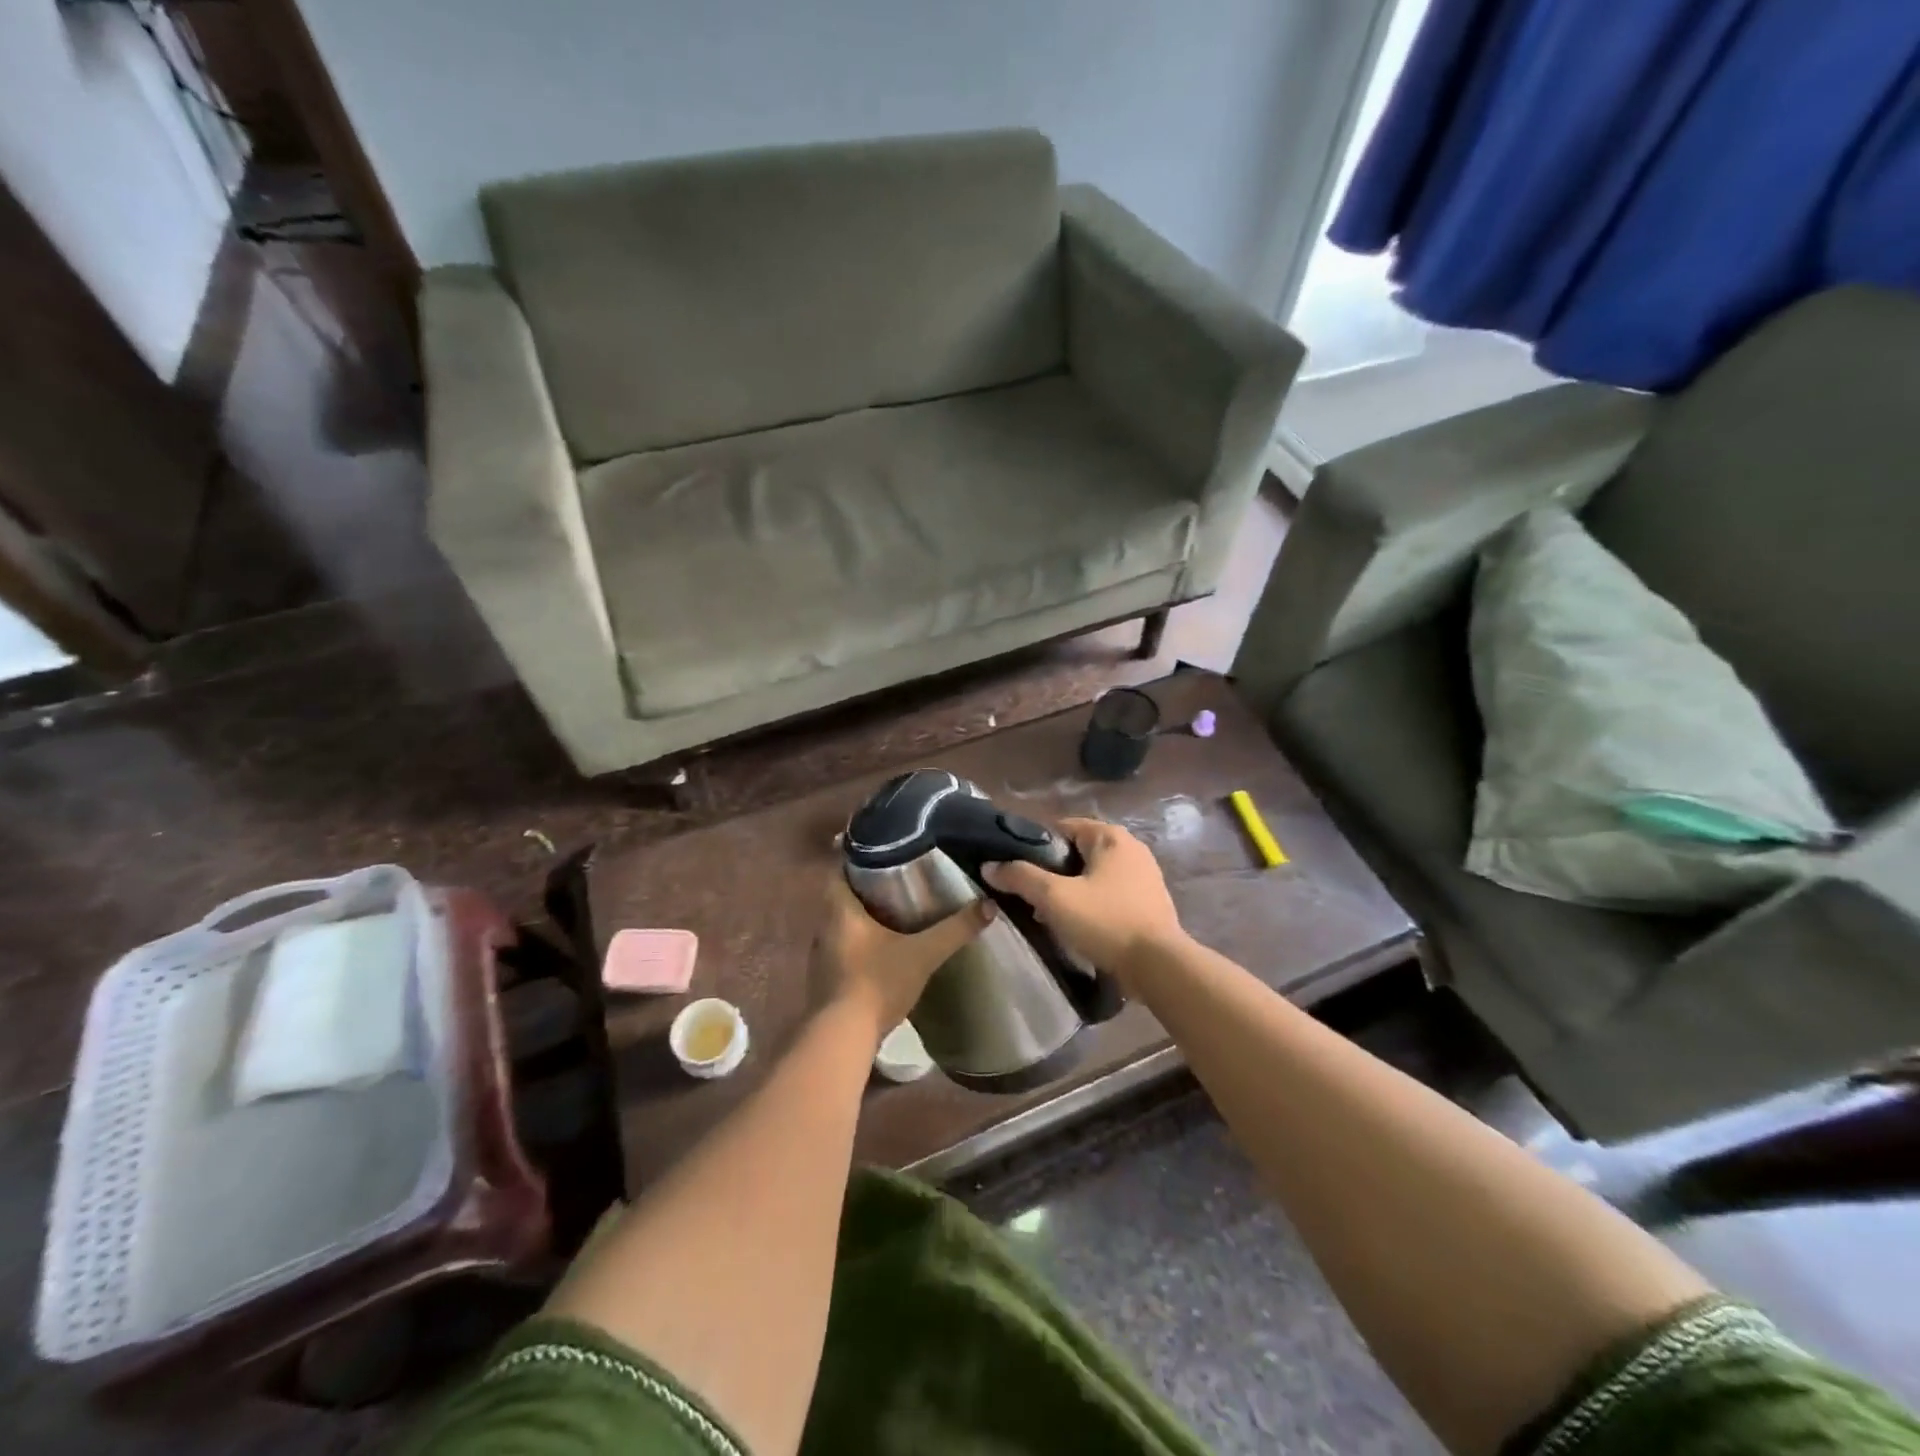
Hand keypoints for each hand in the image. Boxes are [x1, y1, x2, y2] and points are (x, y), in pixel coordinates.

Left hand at [811, 875, 993, 1046]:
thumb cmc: (877, 982)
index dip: (858, 858)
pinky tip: (882, 948)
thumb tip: (989, 905)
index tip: (883, 852)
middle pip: (842, 895)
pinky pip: (842, 948)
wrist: (843, 1038)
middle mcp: (824, 926)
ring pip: (841, 923)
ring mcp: (821, 954)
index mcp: (839, 909)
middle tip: (897, 880)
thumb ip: (955, 929)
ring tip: (894, 911)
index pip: (840, 869)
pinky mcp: (825, 979)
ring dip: (862, 917)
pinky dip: (859, 942)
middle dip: (866, 887)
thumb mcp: (923, 953)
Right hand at [983, 817, 1184, 982]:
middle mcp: (1131, 848)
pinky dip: (1091, 905)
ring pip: (1093, 875)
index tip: (1016, 870)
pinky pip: (1110, 894)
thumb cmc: (1105, 921)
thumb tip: (989, 866)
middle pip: (1078, 852)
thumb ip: (1020, 878)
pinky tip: (1078, 927)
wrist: (1159, 966)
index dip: (1035, 846)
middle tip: (1031, 897)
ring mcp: (1144, 876)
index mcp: (1110, 836)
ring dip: (1071, 891)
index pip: (1062, 827)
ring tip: (1049, 916)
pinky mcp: (1149, 902)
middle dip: (1052, 872)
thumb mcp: (1055, 898)